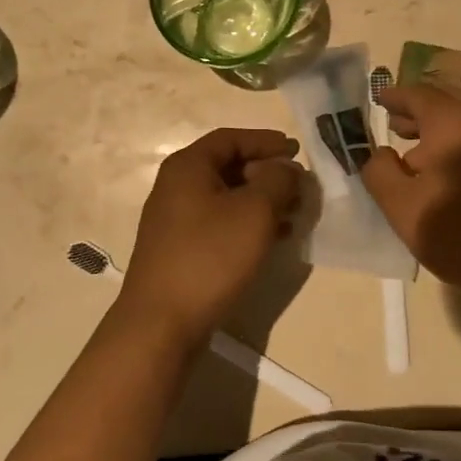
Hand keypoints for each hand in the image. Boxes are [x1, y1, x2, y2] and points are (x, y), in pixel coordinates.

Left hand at [118, 128, 305, 345]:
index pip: (231, 138)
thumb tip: (286, 169)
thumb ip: (277, 181)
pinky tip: (273, 239)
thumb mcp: (254, 212)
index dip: (266, 141)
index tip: (296, 150)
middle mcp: (176, 186)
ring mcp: (175, 219)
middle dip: (267, 173)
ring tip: (294, 214)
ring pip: (226, 197)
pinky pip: (220, 223)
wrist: (161, 322)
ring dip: (261, 201)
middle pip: (228, 166)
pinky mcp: (180, 249)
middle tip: (299, 187)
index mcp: (188, 167)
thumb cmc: (210, 256)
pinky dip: (247, 223)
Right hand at [362, 83, 460, 313]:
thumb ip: (380, 173)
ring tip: (422, 156)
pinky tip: (456, 173)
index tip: (380, 99)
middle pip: (447, 106)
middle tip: (397, 127)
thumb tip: (381, 153)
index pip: (418, 95)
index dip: (396, 97)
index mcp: (456, 121)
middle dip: (419, 117)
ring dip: (444, 135)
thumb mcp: (403, 209)